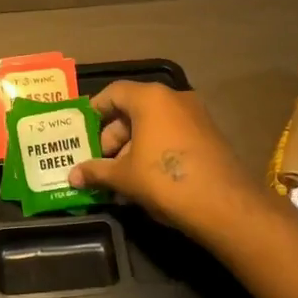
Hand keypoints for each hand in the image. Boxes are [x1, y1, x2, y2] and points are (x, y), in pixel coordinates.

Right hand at [68, 81, 270, 236]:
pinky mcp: (209, 136)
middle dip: (113, 137)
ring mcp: (195, 116)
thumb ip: (96, 171)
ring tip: (119, 179)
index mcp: (150, 98)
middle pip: (133, 109)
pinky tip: (144, 181)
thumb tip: (72, 176)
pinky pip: (172, 135)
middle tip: (100, 162)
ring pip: (153, 125)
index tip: (82, 131)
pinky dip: (154, 151)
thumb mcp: (124, 176)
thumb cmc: (165, 180)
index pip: (114, 92)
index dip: (95, 110)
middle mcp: (174, 99)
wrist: (225, 205)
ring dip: (132, 148)